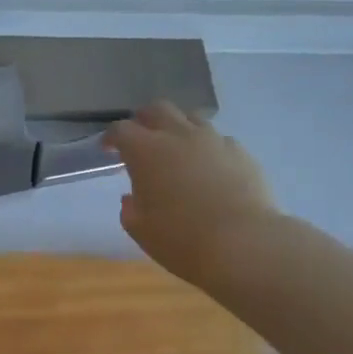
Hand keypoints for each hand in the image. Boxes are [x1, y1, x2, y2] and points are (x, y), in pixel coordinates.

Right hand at [104, 101, 279, 290]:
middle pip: (157, 109)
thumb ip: (130, 208)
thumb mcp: (140, 229)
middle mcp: (178, 135)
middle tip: (141, 139)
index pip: (121, 130)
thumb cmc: (181, 238)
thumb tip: (133, 197)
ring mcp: (213, 140)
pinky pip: (219, 139)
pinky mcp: (241, 152)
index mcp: (145, 151)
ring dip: (178, 128)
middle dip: (145, 120)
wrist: (243, 244)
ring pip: (191, 118)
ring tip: (177, 150)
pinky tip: (210, 169)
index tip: (108, 150)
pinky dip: (208, 148)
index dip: (111, 137)